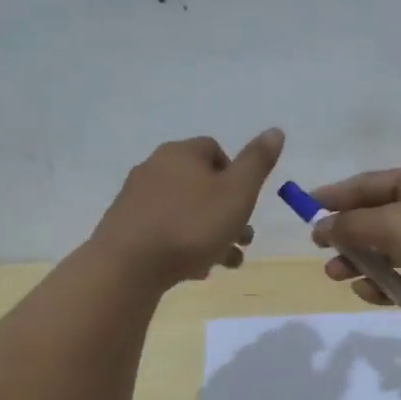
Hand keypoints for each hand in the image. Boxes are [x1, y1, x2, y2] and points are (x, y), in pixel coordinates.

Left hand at [92, 129, 284, 287]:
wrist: (128, 266)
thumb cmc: (191, 225)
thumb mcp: (237, 193)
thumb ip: (257, 162)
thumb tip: (275, 130)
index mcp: (181, 153)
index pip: (215, 150)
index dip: (236, 175)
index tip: (246, 203)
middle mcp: (154, 168)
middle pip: (200, 184)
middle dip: (227, 211)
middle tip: (243, 239)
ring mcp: (135, 199)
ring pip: (184, 211)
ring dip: (210, 233)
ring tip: (227, 262)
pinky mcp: (125, 228)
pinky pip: (164, 231)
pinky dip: (183, 245)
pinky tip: (195, 269)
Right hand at [309, 162, 400, 329]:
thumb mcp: (394, 225)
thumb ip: (352, 225)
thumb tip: (322, 226)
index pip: (368, 184)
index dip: (335, 195)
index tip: (305, 207)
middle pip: (375, 218)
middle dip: (346, 235)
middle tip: (320, 249)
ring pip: (386, 250)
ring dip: (360, 262)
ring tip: (336, 275)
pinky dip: (384, 283)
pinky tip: (367, 293)